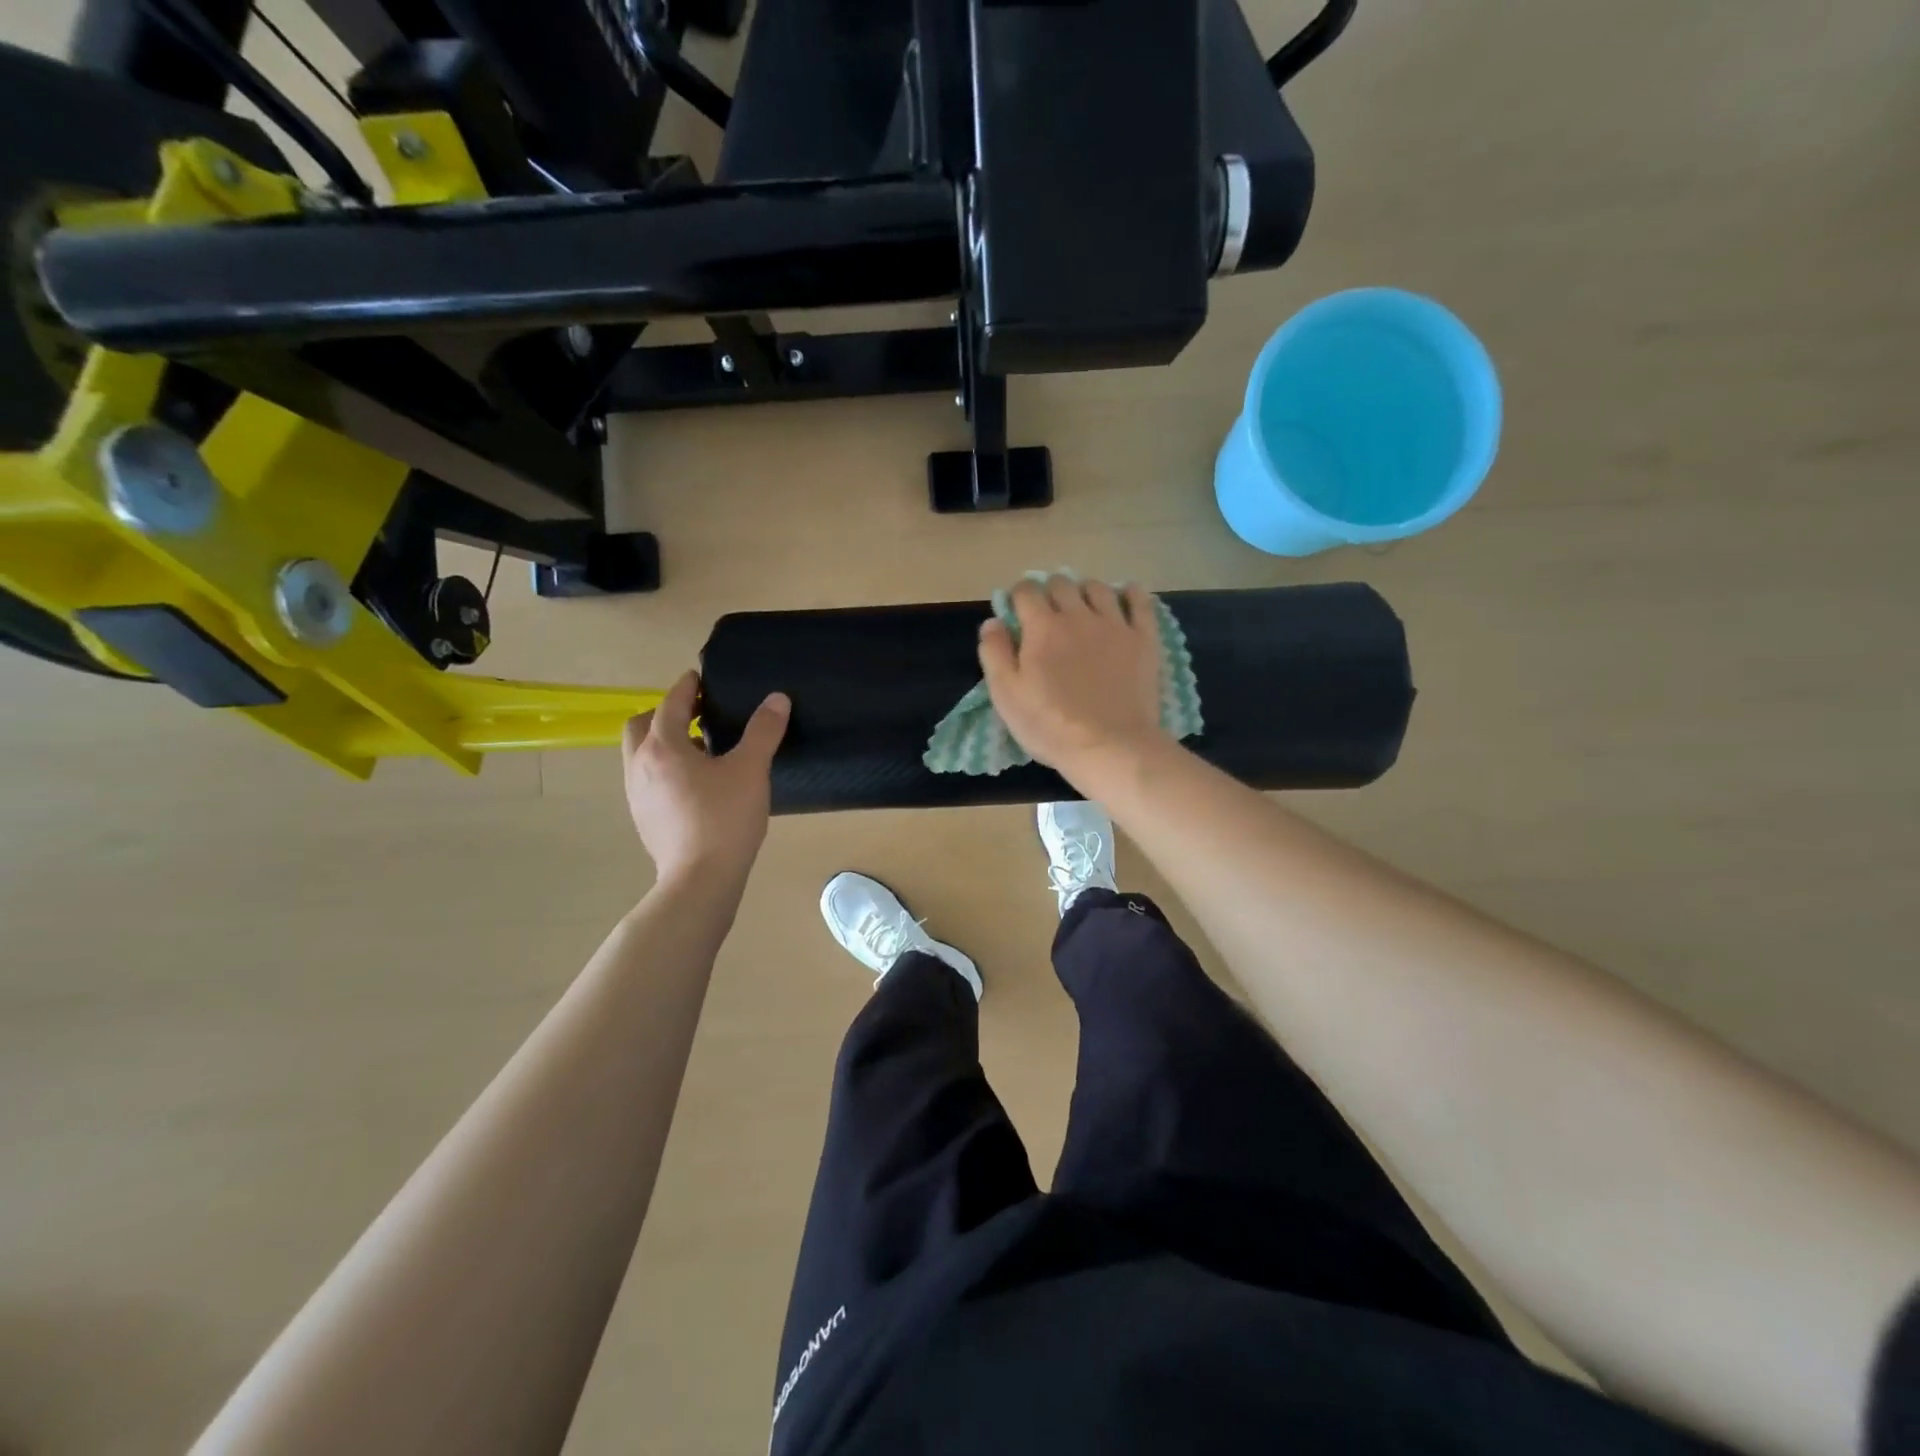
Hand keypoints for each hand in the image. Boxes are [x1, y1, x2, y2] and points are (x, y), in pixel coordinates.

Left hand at [622, 671, 789, 882]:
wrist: (700, 880)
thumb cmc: (724, 818)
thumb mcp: (751, 769)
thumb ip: (763, 731)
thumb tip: (777, 699)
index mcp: (662, 747)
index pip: (670, 704)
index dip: (687, 688)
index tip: (700, 679)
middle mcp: (639, 766)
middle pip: (640, 726)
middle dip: (665, 714)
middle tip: (697, 716)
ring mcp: (636, 795)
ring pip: (640, 755)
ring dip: (664, 743)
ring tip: (701, 751)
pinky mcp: (643, 819)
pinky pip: (648, 780)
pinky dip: (665, 769)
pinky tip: (696, 785)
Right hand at [977, 575, 1167, 784]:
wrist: (1110, 746)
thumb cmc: (1050, 725)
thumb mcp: (1006, 695)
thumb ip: (994, 653)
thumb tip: (992, 621)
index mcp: (1042, 627)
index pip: (1026, 591)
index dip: (1018, 596)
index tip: (1017, 610)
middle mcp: (1078, 615)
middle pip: (1062, 584)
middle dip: (1050, 591)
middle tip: (1048, 612)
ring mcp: (1115, 625)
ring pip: (1099, 588)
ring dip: (1085, 590)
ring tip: (1083, 606)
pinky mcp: (1143, 640)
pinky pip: (1140, 602)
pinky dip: (1131, 593)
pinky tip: (1126, 596)